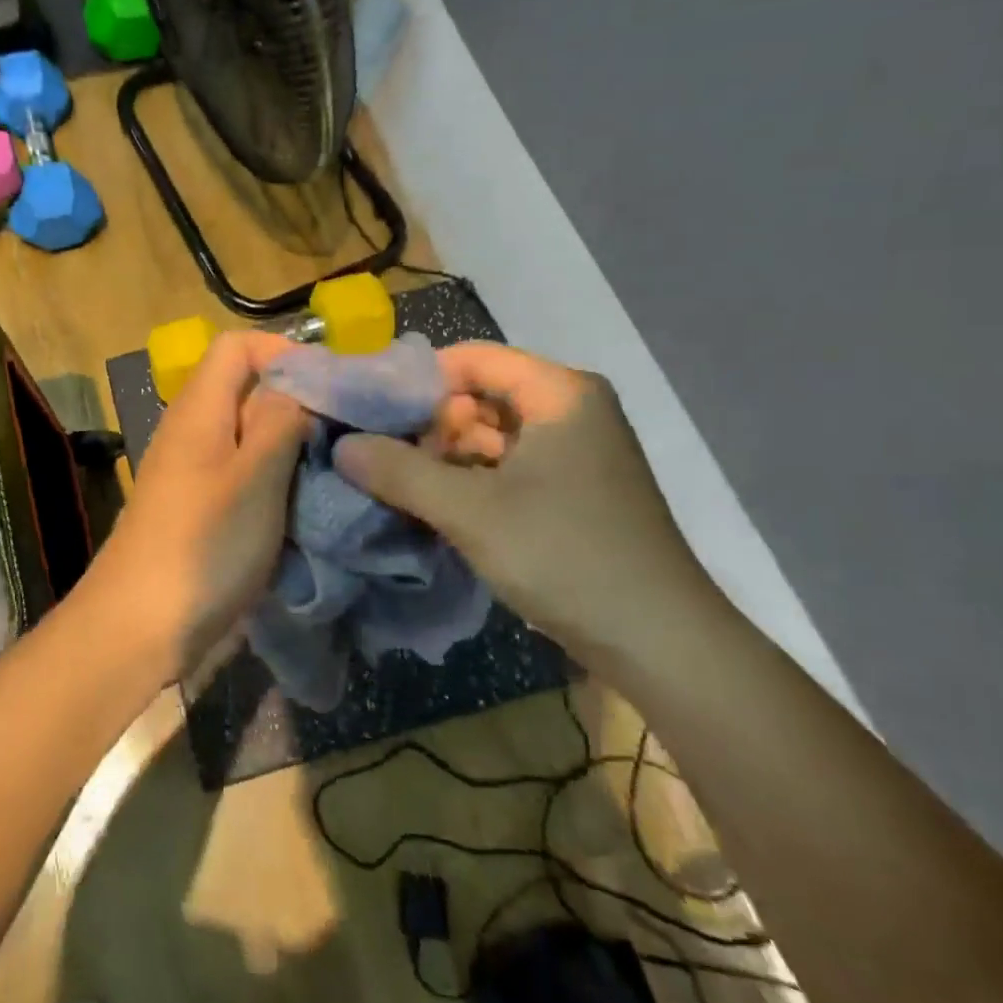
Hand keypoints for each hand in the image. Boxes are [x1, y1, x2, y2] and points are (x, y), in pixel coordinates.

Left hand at [88, 332, 308, 679]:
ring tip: (336, 466)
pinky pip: (246, 475)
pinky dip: (278, 480)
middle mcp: (194, 430)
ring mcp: (197, 472)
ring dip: (293, 446)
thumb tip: (300, 383)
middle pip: (248, 390)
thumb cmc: (202, 546)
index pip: (237, 346)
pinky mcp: (204, 509)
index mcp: (200, 409)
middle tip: (347, 430)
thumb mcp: (254, 476)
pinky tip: (308, 503)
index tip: (331, 386)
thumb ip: (281, 420)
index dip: (284, 352)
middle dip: (298, 402)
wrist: (140, 628)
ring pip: (252, 436)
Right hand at [333, 342, 718, 662]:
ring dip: (443, 458)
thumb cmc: (566, 556)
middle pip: (479, 395)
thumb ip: (400, 472)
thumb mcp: (471, 511)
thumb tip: (342, 446)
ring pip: (490, 435)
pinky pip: (506, 467)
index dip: (415, 380)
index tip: (368, 411)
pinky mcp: (570, 490)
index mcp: (558, 392)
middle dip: (427, 425)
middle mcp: (570, 410)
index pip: (471, 358)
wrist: (660, 643)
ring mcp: (573, 452)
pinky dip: (468, 481)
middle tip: (378, 457)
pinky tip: (432, 506)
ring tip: (394, 484)